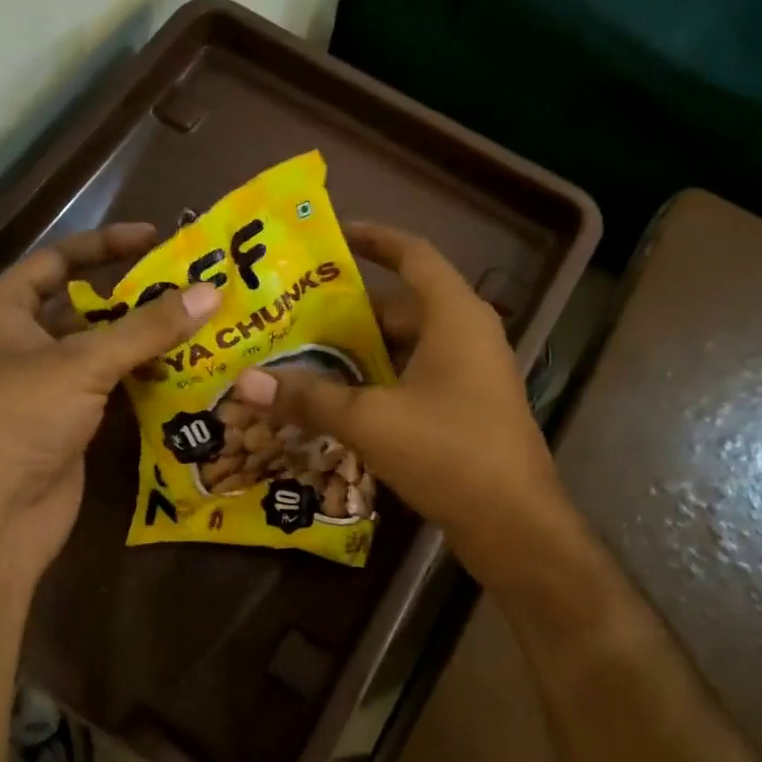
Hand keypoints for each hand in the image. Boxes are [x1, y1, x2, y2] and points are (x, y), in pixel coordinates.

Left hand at [0, 224, 218, 597]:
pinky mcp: (70, 419)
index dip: (106, 244)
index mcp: (6, 309)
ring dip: (147, 339)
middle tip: (195, 287)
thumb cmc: (21, 418)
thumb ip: (148, 327)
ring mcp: (47, 383)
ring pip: (104, 348)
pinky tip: (188, 369)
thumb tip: (211, 292)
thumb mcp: (83, 362)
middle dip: (137, 297)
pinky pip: (112, 385)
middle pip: (86, 304)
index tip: (158, 238)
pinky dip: (145, 376)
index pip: (59, 258)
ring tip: (203, 324)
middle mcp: (23, 340)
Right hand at [231, 222, 571, 579]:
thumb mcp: (370, 421)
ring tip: (305, 354)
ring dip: (361, 350)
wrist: (515, 525)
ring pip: (406, 346)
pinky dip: (379, 380)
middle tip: (295, 313)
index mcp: (455, 316)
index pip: (413, 254)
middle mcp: (467, 335)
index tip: (333, 235)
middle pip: (401, 305)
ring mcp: (471, 374)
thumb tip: (246, 383)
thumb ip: (309, 398)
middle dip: (349, 309)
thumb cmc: (449, 453)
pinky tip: (339, 399)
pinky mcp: (466, 408)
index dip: (374, 238)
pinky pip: (415, 377)